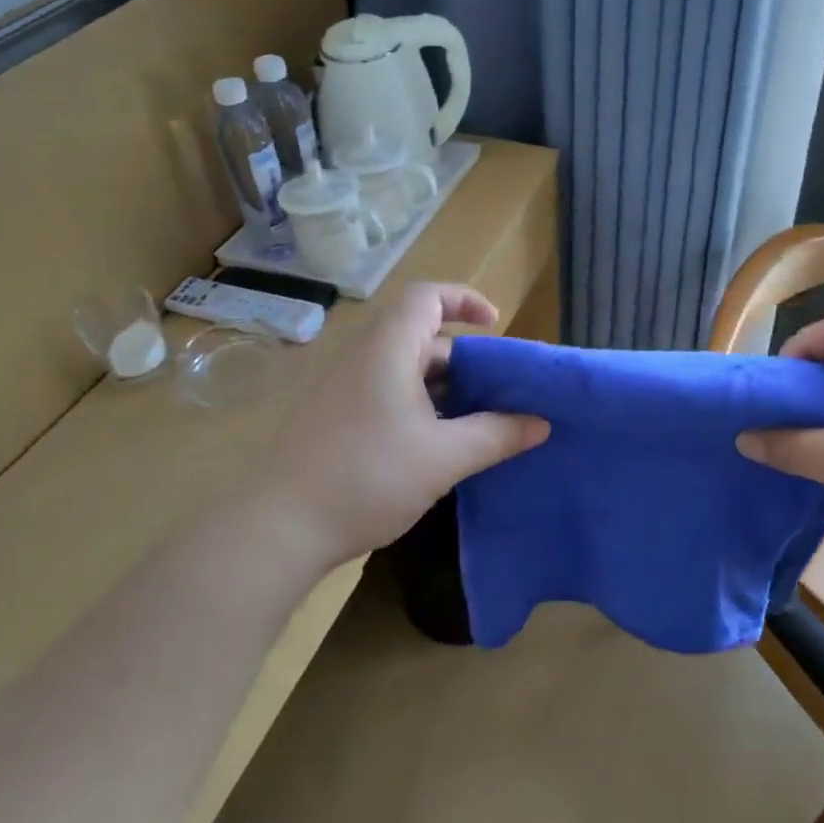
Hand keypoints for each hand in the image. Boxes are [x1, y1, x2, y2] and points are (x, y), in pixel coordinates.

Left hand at [269, 282, 548, 567]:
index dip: (465, 300)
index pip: (427, 296)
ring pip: (404, 369)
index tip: (497, 326)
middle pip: (420, 335)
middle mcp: (362, 358)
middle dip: (464, 357)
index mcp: (388, 349)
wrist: (282, 526)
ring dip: (443, 387)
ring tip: (478, 420)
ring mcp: (344, 388)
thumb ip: (496, 435)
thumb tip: (541, 423)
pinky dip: (419, 406)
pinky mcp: (335, 417)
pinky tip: (437, 445)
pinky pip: (386, 394)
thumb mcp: (444, 458)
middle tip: (499, 389)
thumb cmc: (369, 478)